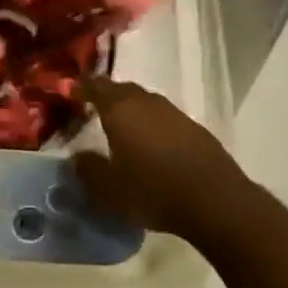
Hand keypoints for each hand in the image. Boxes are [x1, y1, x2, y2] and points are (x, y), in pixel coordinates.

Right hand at [73, 77, 243, 237]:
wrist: (215, 201)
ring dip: (133, 111)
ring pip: (146, 103)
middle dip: (107, 97)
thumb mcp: (109, 189)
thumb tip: (77, 157)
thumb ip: (88, 170)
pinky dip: (153, 126)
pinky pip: (165, 119)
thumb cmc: (152, 190)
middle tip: (95, 111)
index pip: (96, 86)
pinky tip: (153, 146)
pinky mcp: (195, 129)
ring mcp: (174, 113)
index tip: (72, 93)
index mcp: (120, 110)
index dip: (82, 88)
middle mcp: (147, 102)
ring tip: (123, 129)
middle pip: (122, 90)